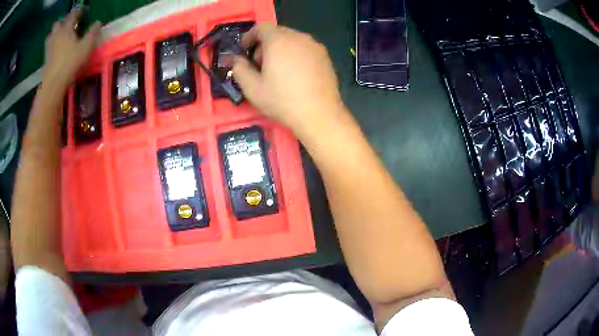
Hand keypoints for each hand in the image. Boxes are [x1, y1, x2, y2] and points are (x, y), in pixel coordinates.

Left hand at [42, 9, 100, 87]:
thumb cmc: (71, 62)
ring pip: (51, 34)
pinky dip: (51, 43)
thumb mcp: (86, 47)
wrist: (53, 83)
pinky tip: (54, 46)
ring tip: (59, 33)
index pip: (73, 15)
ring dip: (55, 31)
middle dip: (63, 20)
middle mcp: (57, 34)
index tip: (82, 10)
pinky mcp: (45, 58)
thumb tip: (98, 22)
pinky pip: (48, 45)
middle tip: (68, 22)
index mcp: (67, 28)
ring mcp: (49, 46)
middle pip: (59, 23)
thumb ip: (92, 33)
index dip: (78, 11)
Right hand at [232, 24, 345, 135]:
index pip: (261, 27)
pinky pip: (305, 49)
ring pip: (292, 40)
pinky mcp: (325, 56)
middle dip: (264, 45)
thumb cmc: (283, 101)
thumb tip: (236, 60)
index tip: (244, 50)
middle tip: (259, 65)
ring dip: (280, 49)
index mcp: (278, 40)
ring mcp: (315, 46)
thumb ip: (239, 69)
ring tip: (277, 71)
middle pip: (277, 33)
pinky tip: (295, 75)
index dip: (250, 36)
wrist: (320, 114)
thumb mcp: (252, 88)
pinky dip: (295, 55)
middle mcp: (298, 37)